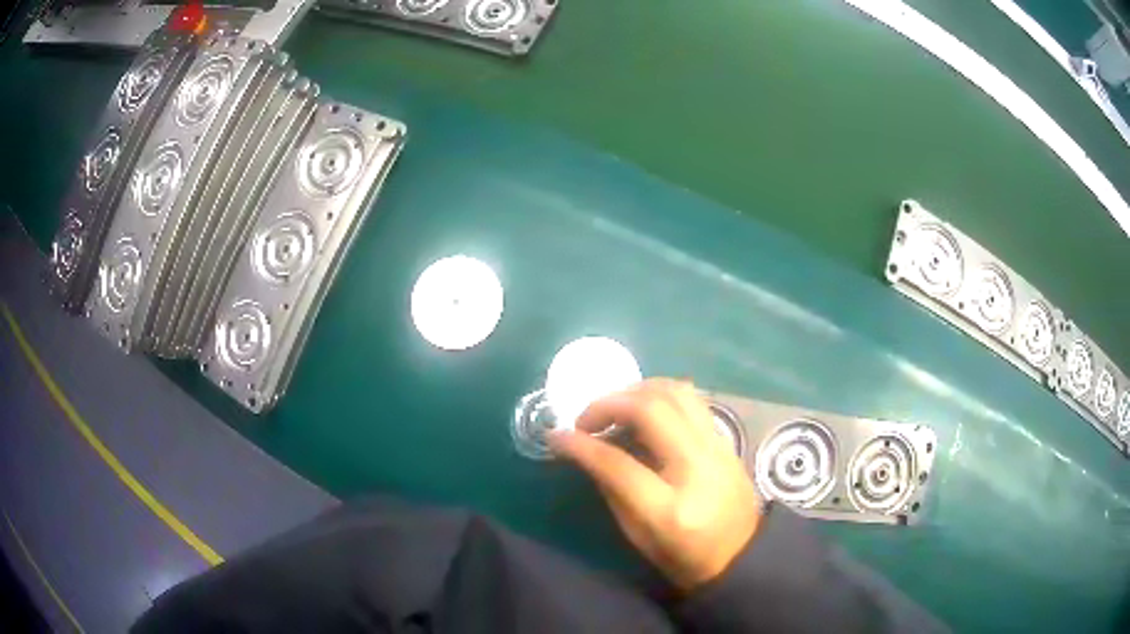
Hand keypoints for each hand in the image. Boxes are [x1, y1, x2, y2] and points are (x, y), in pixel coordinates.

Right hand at [549, 378, 762, 590]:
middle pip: (651, 410)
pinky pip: (691, 399)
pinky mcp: (725, 439)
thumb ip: (613, 489)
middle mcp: (698, 468)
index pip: (618, 464)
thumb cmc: (684, 557)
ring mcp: (717, 448)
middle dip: (608, 404)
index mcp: (670, 509)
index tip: (557, 436)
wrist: (742, 554)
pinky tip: (644, 408)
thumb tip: (588, 450)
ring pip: (675, 392)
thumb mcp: (638, 536)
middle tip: (586, 420)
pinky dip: (660, 394)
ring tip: (614, 408)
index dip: (581, 446)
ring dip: (636, 390)